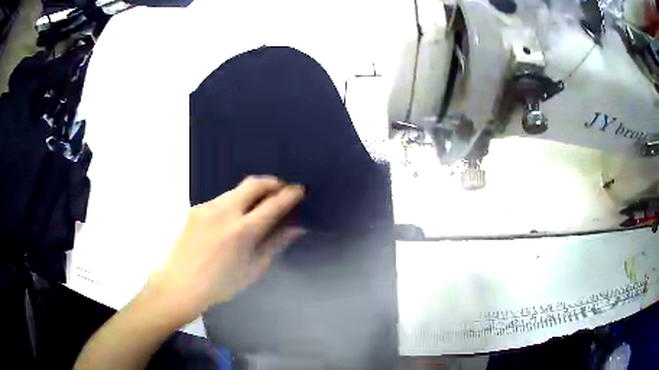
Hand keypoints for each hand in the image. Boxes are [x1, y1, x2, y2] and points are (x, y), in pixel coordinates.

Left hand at [148, 176, 304, 322]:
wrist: (181, 284)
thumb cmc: (221, 284)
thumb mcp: (254, 269)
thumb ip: (275, 244)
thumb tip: (296, 228)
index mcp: (242, 231)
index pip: (273, 204)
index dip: (290, 194)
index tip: (299, 188)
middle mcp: (225, 211)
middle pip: (254, 183)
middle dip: (272, 182)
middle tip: (282, 188)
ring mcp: (208, 207)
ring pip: (236, 189)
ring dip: (252, 191)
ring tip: (258, 204)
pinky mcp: (196, 208)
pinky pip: (221, 198)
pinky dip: (234, 201)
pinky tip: (233, 217)